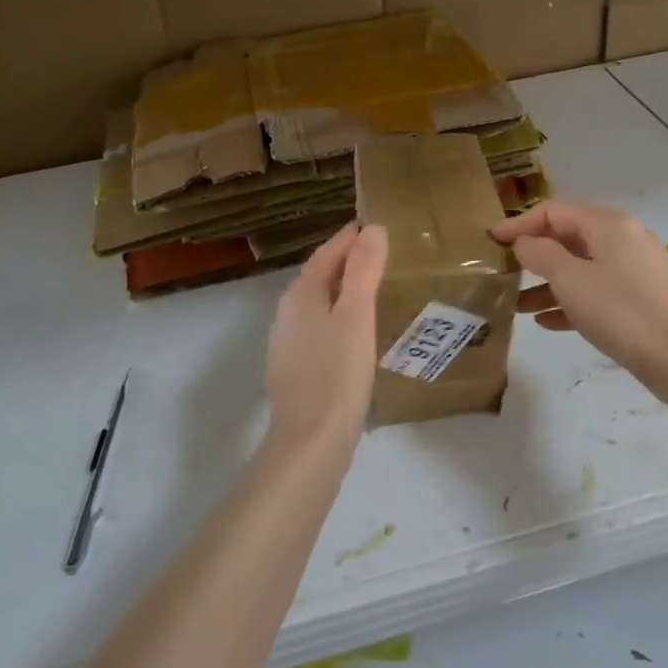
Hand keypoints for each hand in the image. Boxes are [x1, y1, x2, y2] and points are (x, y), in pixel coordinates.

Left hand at [265, 222, 388, 450]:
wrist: (310, 442)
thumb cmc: (337, 373)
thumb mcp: (356, 315)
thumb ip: (364, 269)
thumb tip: (372, 228)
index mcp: (300, 295)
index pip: (326, 253)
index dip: (349, 238)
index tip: (373, 226)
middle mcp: (288, 313)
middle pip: (319, 276)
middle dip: (346, 262)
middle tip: (380, 254)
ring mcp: (288, 343)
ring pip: (319, 304)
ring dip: (343, 291)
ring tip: (375, 289)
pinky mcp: (296, 369)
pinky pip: (320, 329)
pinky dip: (339, 318)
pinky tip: (357, 333)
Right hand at [493, 201, 667, 380]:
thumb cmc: (620, 311)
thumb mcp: (570, 279)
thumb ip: (540, 254)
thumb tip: (525, 242)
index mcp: (609, 224)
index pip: (554, 211)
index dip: (519, 224)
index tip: (492, 241)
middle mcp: (624, 238)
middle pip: (568, 238)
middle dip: (534, 256)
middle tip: (504, 271)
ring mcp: (636, 269)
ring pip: (581, 267)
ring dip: (548, 283)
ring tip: (518, 305)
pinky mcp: (641, 297)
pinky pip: (597, 290)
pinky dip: (571, 300)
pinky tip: (547, 322)